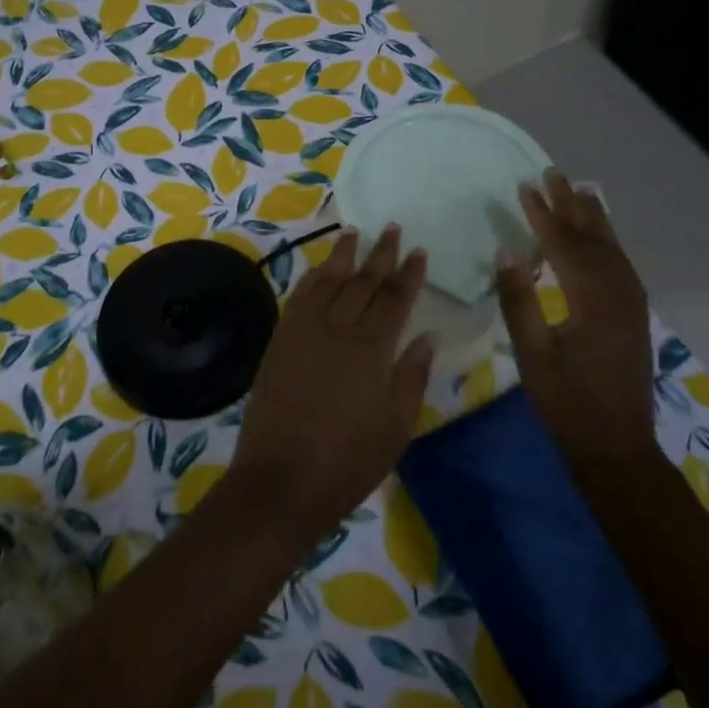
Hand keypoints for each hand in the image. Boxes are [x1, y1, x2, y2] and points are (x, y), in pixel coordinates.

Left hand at [229, 227, 434, 542]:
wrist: (282, 479)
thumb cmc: (349, 460)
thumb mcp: (396, 425)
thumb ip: (412, 375)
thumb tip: (427, 336)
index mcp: (373, 348)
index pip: (395, 299)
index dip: (409, 273)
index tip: (419, 251)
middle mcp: (339, 327)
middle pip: (364, 281)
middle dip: (380, 254)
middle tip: (392, 228)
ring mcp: (305, 330)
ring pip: (329, 280)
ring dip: (344, 255)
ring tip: (355, 231)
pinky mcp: (281, 339)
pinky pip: (300, 296)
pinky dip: (313, 277)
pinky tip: (321, 268)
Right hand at [495, 172, 656, 464]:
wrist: (617, 447)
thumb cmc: (567, 403)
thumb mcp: (532, 354)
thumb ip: (519, 301)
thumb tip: (506, 252)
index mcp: (594, 301)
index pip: (564, 246)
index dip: (543, 216)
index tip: (525, 187)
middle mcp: (619, 294)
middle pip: (594, 239)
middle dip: (572, 206)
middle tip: (553, 175)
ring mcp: (632, 305)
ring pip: (613, 250)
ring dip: (593, 219)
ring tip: (579, 191)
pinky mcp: (633, 317)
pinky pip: (620, 265)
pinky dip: (606, 242)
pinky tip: (599, 239)